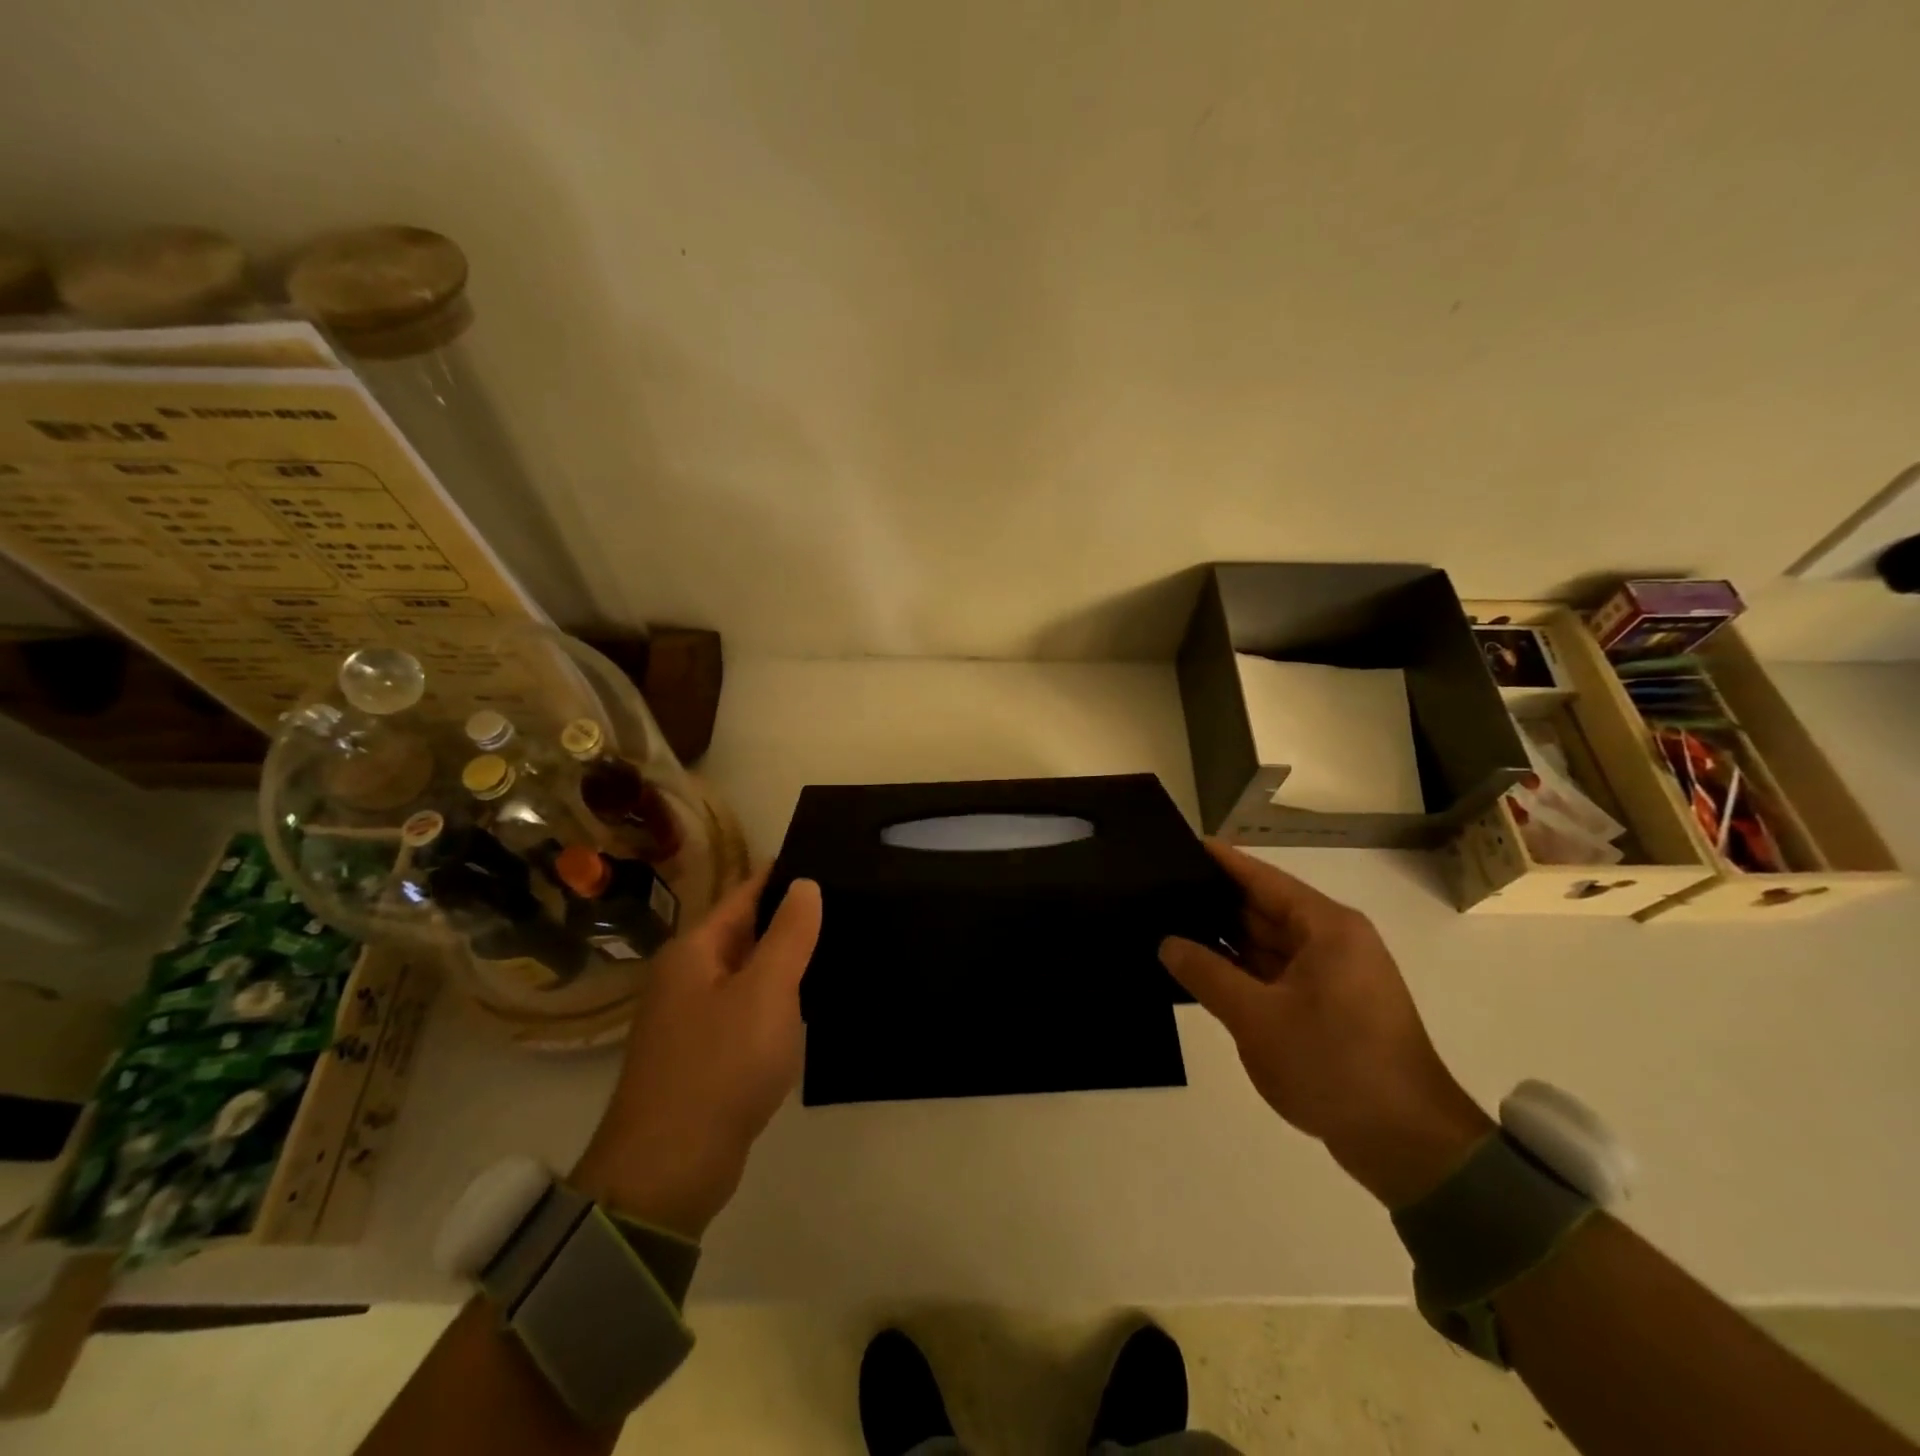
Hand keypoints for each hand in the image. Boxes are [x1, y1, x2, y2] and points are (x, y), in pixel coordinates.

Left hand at [571, 870, 822, 1238]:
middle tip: (848, 902)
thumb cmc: (720, 1065)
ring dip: (785, 960)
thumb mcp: (766, 991)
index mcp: (694, 950)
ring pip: (748, 972)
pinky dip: (776, 999)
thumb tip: (805, 884)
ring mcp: (693, 1016)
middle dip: (789, 918)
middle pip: (745, 931)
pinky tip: (810, 1002)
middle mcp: (687, 975)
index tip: (827, 859)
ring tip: (838, 944)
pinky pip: (747, 1008)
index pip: (745, 893)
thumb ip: (789, 934)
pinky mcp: (704, 1053)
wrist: (669, 1168)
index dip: (783, 876)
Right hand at [1160, 841, 1492, 1206]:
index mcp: (1327, 928)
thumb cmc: (1333, 1064)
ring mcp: (1333, 977)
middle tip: (1161, 891)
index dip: (1222, 862)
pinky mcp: (1329, 1009)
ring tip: (1169, 925)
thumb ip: (1206, 974)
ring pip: (1268, 944)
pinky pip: (1276, 975)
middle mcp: (1333, 943)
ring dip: (1226, 940)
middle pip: (1265, 909)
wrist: (1407, 1145)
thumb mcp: (1257, 1018)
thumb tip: (1167, 943)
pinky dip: (1243, 971)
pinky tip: (1202, 970)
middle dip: (1216, 902)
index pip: (1264, 879)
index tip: (1181, 844)